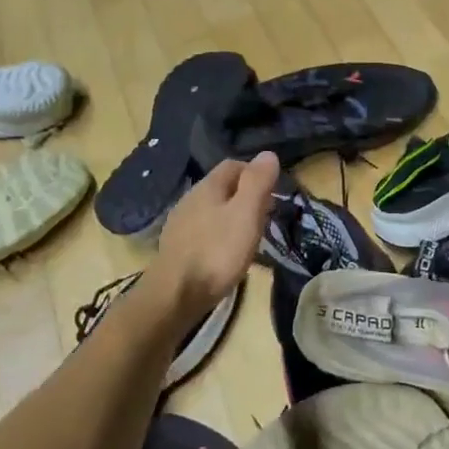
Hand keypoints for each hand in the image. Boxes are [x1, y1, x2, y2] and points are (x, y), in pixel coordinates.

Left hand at [152, 152, 279, 310]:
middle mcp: (190, 198)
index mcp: (208, 186)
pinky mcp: (176, 247)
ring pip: (212, 210)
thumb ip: (257, 183)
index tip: (273, 193)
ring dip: (232, 217)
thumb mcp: (246, 214)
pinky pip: (203, 231)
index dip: (255, 173)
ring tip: (249, 237)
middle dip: (245, 196)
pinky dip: (218, 235)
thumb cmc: (217, 251)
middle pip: (222, 187)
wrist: (175, 294)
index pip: (234, 165)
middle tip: (265, 216)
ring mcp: (180, 223)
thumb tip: (268, 154)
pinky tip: (225, 254)